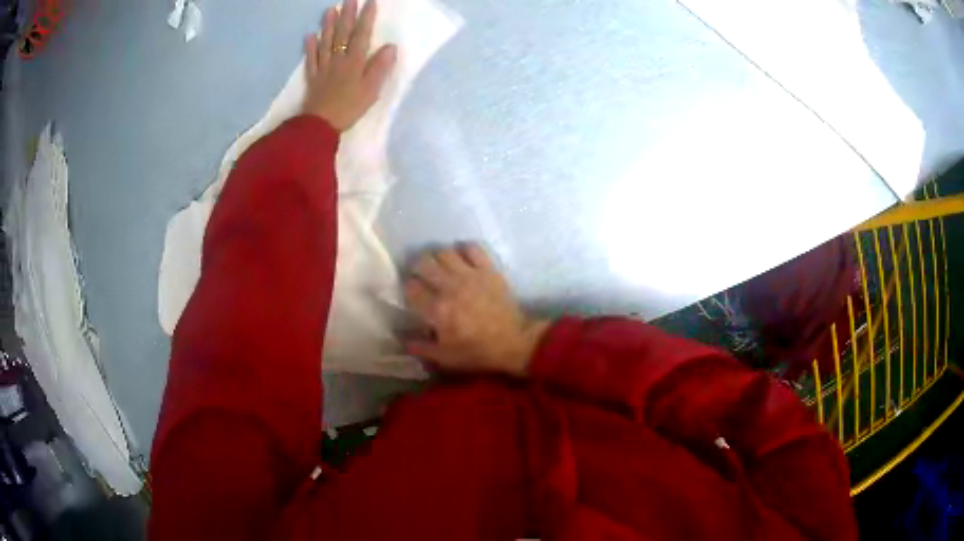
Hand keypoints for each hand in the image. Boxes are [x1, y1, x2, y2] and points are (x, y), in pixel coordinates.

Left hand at [302, 0, 396, 130]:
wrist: (319, 125)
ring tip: (330, 10)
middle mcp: (338, 60)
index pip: (362, 35)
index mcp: (354, 62)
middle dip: (347, 15)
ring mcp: (323, 67)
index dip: (366, 18)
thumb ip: (380, 67)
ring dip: (328, 25)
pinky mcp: (313, 77)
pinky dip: (310, 46)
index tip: (370, 2)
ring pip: (326, 42)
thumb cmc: (349, 108)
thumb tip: (391, 46)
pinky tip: (310, 36)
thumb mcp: (371, 90)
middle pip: (342, 34)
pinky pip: (311, 59)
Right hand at [404, 245, 549, 376]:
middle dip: (417, 269)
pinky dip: (464, 250)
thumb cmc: (478, 351)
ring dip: (438, 258)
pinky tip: (462, 260)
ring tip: (441, 267)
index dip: (408, 289)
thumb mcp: (445, 358)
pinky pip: (472, 248)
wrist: (514, 342)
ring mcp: (470, 275)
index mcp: (438, 310)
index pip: (411, 287)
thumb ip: (420, 348)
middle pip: (423, 263)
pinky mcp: (488, 269)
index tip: (412, 294)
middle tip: (422, 276)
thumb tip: (401, 339)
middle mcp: (450, 287)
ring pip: (444, 252)